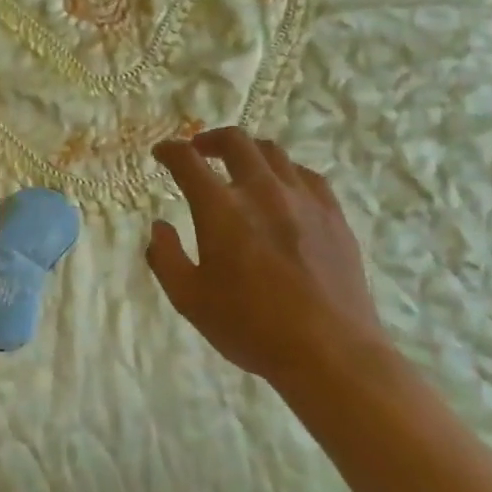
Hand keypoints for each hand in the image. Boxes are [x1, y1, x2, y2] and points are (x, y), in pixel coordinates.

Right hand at [148, 128, 384, 384]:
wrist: (330, 352)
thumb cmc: (251, 327)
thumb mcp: (190, 301)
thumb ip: (166, 259)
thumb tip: (159, 227)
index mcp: (221, 208)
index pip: (187, 160)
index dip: (170, 150)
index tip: (162, 153)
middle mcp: (260, 190)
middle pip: (234, 141)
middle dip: (210, 139)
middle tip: (200, 151)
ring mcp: (302, 198)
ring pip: (273, 152)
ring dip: (249, 152)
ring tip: (241, 167)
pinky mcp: (332, 214)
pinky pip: (306, 175)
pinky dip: (285, 172)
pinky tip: (284, 188)